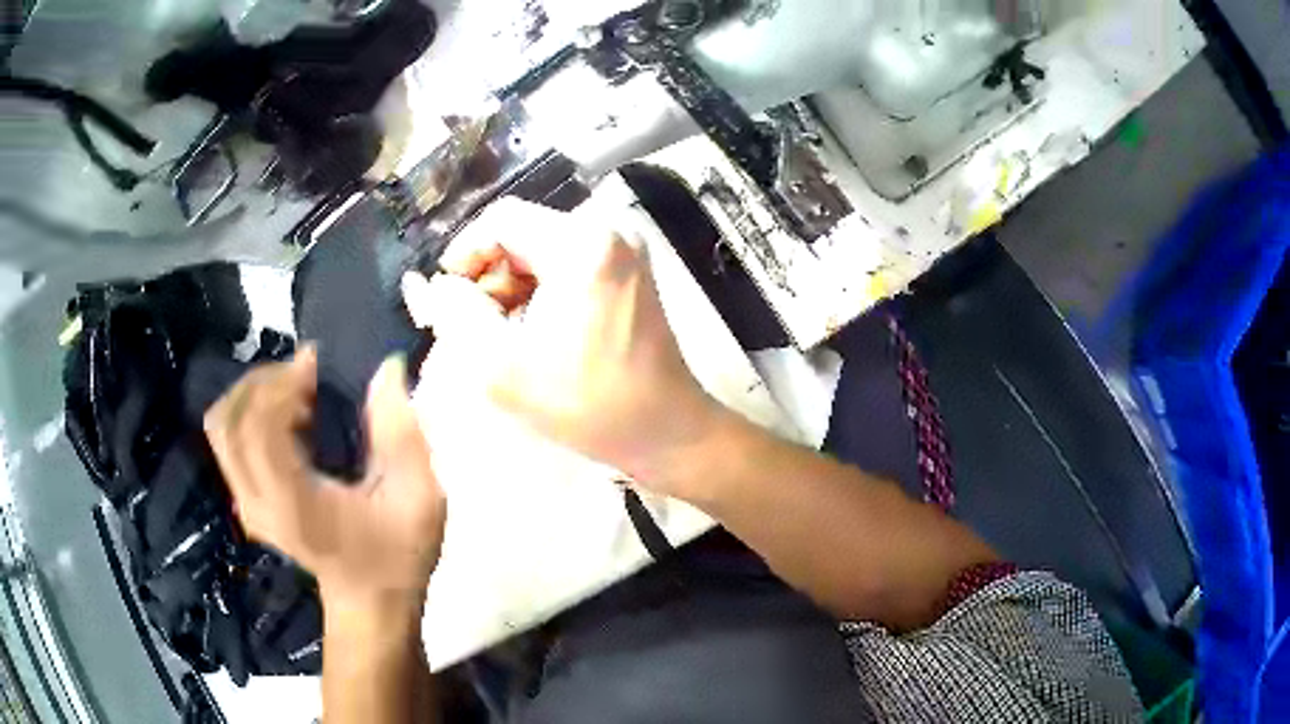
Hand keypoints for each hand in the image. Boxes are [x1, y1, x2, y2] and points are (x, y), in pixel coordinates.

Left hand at [204, 348, 445, 609]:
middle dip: (264, 381)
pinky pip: (228, 440)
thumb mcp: (418, 498)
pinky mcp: (245, 501)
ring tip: (294, 392)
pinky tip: (287, 416)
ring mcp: (245, 504)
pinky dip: (249, 412)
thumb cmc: (396, 556)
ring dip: (252, 393)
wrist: (369, 604)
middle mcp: (257, 503)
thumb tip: (386, 367)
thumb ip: (400, 431)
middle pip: (229, 419)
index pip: (258, 428)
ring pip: (221, 426)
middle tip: (306, 376)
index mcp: (294, 504)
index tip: (316, 366)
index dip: (280, 385)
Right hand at [403, 198, 718, 495]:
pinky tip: (534, 333)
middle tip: (471, 326)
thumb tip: (432, 285)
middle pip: (522, 233)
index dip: (463, 254)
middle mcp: (608, 230)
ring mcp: (624, 249)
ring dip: (512, 287)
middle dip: (488, 277)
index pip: (501, 220)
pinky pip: (566, 264)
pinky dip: (540, 292)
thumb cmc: (589, 404)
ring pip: (541, 250)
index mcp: (582, 242)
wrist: (667, 431)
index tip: (446, 298)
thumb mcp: (502, 366)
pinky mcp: (628, 270)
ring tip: (502, 336)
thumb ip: (456, 315)